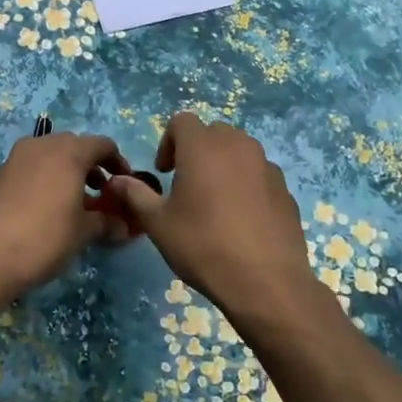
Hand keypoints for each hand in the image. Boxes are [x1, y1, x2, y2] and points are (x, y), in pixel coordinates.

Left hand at [0, 132, 133, 299]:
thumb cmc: (46, 238)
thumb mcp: (83, 232)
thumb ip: (106, 222)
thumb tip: (123, 227)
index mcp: (68, 152)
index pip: (102, 145)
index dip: (117, 162)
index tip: (124, 183)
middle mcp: (42, 145)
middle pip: (74, 146)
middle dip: (90, 166)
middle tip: (100, 192)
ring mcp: (17, 158)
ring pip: (50, 155)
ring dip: (67, 171)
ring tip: (75, 201)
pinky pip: (31, 167)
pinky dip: (45, 178)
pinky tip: (47, 207)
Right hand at [108, 113, 327, 329]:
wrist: (265, 281)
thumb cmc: (203, 246)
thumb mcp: (158, 223)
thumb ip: (135, 195)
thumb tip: (116, 181)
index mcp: (203, 147)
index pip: (182, 121)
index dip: (168, 142)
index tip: (164, 172)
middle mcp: (237, 146)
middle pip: (213, 132)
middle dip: (196, 150)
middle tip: (186, 184)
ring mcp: (266, 165)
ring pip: (239, 150)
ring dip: (223, 164)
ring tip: (215, 201)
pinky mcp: (285, 188)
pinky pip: (259, 173)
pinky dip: (247, 183)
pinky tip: (241, 218)